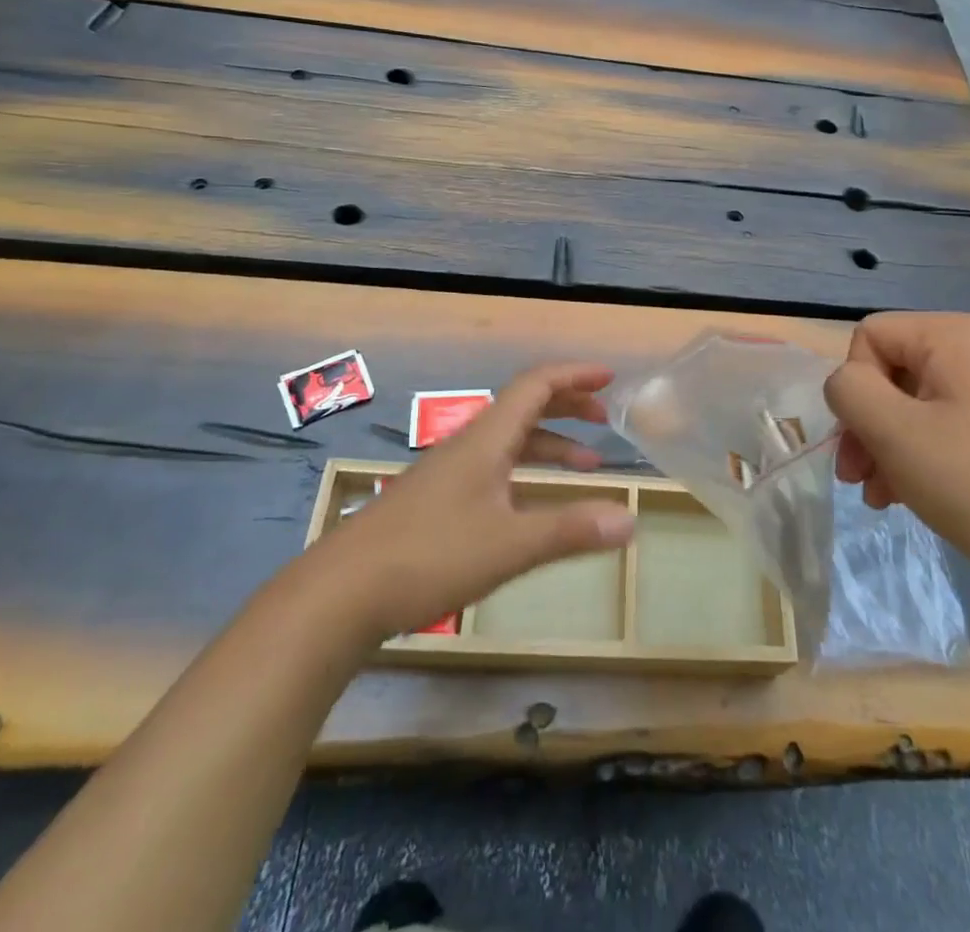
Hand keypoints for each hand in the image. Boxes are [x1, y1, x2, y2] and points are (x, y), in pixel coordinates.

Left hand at [315, 363, 636, 641]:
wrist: (340, 594)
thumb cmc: (429, 557)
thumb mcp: (509, 546)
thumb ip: (570, 530)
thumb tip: (630, 521)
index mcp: (487, 439)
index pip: (536, 385)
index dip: (574, 375)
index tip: (609, 378)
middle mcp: (468, 445)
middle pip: (524, 406)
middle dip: (567, 406)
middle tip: (603, 419)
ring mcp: (449, 473)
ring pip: (509, 441)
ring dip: (549, 444)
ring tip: (586, 466)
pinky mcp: (436, 501)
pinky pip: (494, 467)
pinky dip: (525, 471)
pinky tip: (531, 504)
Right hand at [825, 313, 969, 592]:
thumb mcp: (892, 432)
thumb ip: (849, 391)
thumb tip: (846, 384)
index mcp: (955, 336)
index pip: (870, 336)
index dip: (854, 385)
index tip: (858, 437)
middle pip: (891, 371)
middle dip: (865, 423)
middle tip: (854, 476)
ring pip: (914, 404)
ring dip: (885, 446)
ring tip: (878, 495)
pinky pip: (945, 428)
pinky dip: (918, 457)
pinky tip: (908, 497)